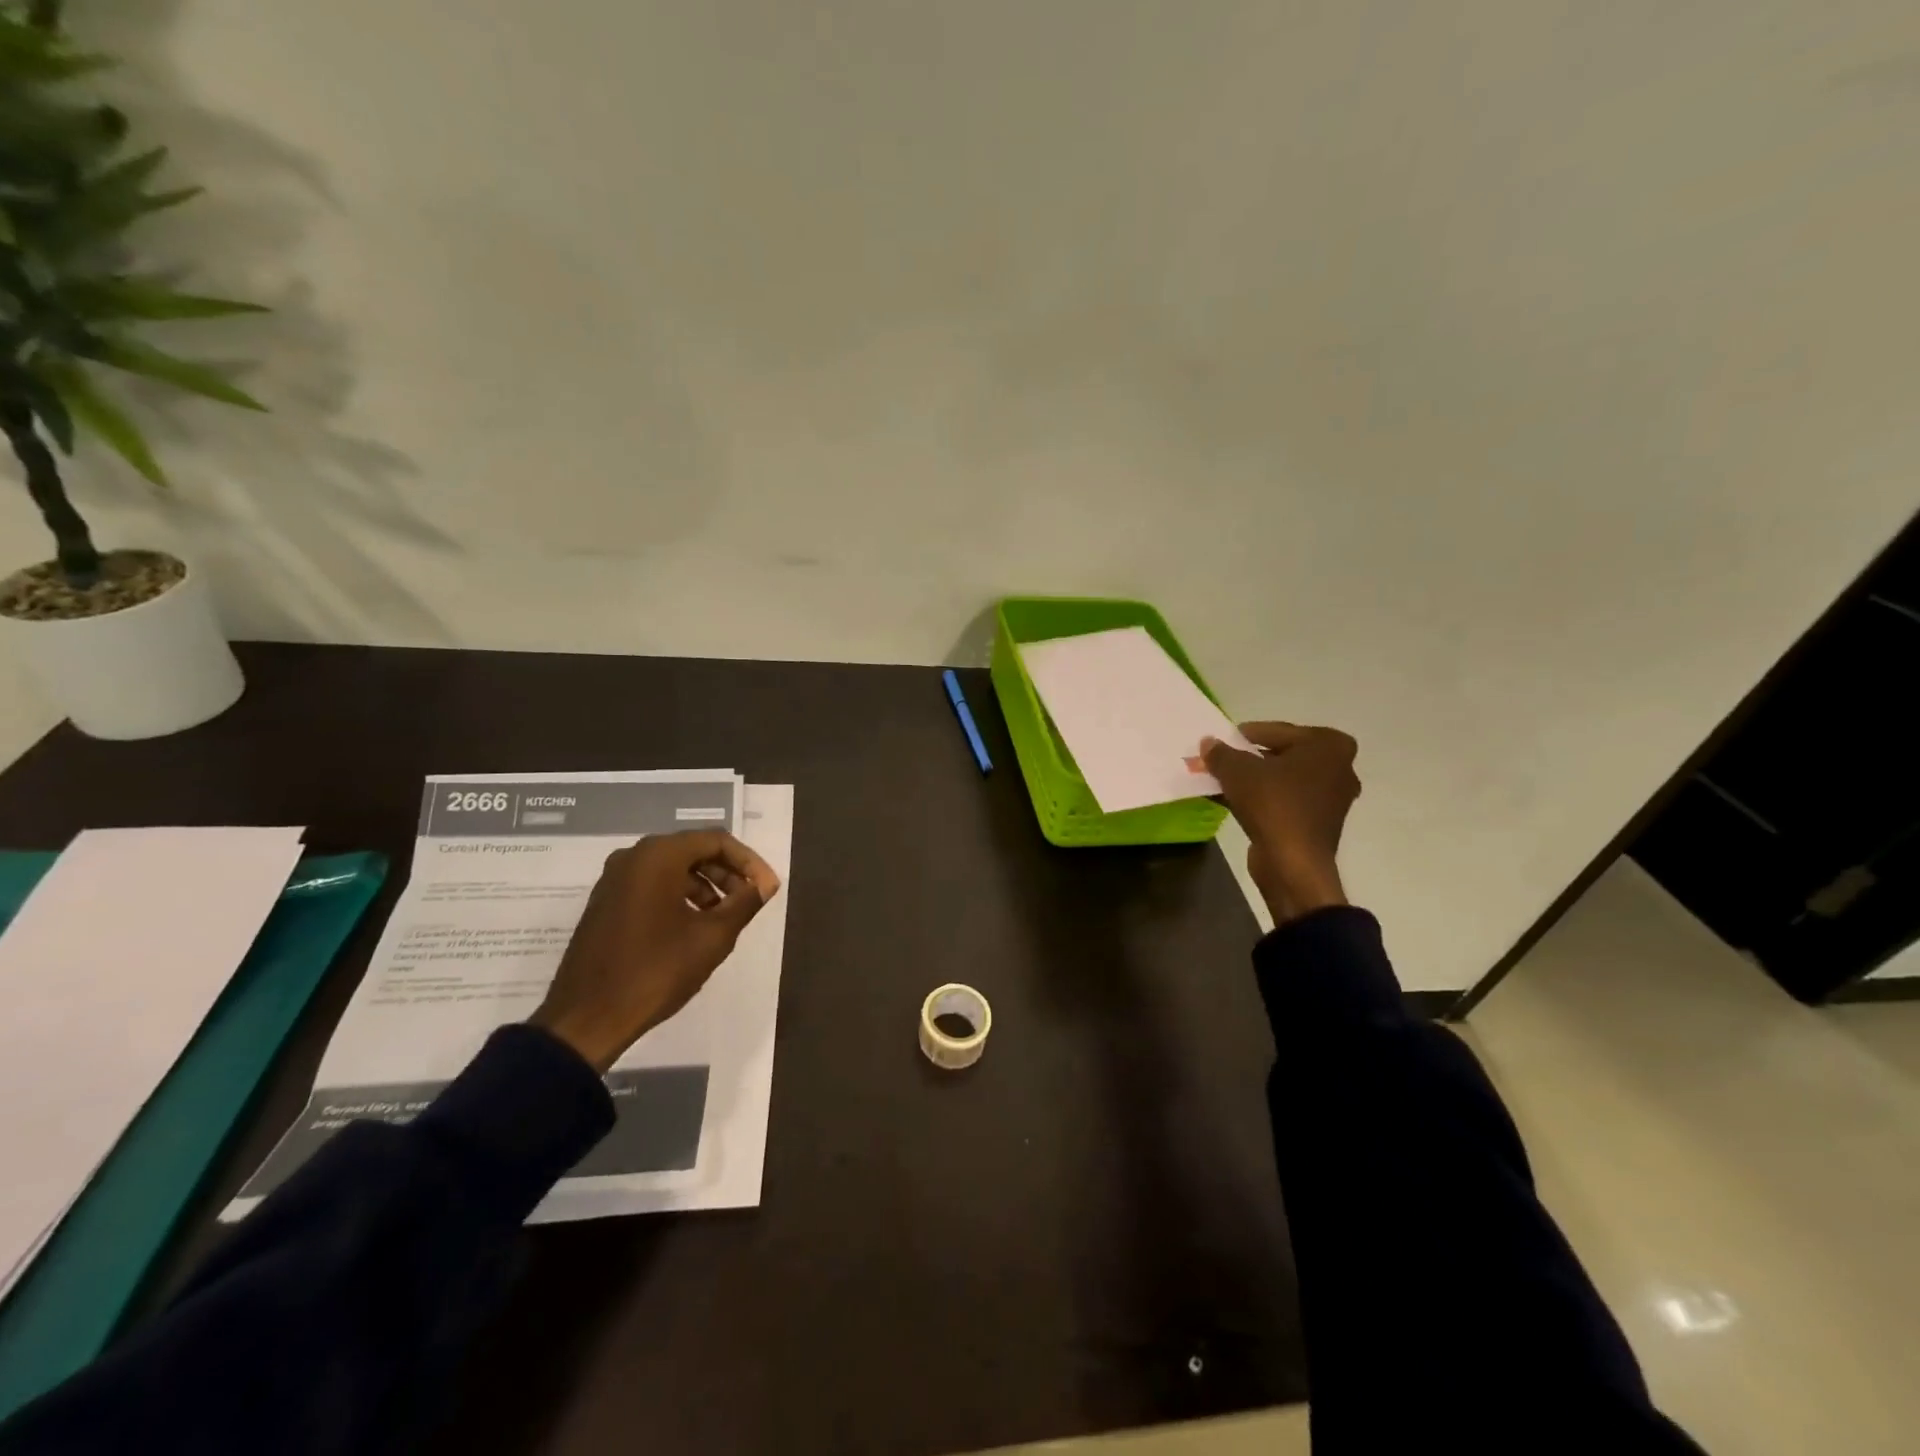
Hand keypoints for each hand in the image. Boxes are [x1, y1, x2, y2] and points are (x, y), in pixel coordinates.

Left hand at [530, 830, 780, 1071]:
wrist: (586, 1018)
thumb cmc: (655, 971)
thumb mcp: (712, 937)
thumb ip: (744, 903)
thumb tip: (764, 885)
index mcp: (658, 856)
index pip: (717, 841)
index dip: (749, 862)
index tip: (767, 889)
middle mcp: (633, 857)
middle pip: (693, 850)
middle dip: (727, 873)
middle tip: (749, 901)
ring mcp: (614, 880)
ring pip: (672, 869)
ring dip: (705, 886)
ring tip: (725, 918)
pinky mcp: (605, 903)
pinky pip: (651, 885)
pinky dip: (679, 897)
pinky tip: (693, 927)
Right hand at [1202, 723, 1361, 925]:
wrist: (1292, 863)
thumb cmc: (1273, 804)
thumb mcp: (1237, 771)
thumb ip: (1221, 753)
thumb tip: (1208, 743)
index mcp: (1329, 745)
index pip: (1277, 731)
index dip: (1244, 735)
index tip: (1221, 741)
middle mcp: (1339, 768)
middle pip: (1281, 755)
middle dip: (1248, 758)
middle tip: (1220, 761)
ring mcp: (1331, 798)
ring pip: (1282, 779)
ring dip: (1252, 780)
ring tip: (1220, 781)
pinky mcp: (1318, 823)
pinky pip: (1285, 801)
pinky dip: (1261, 799)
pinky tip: (1230, 801)